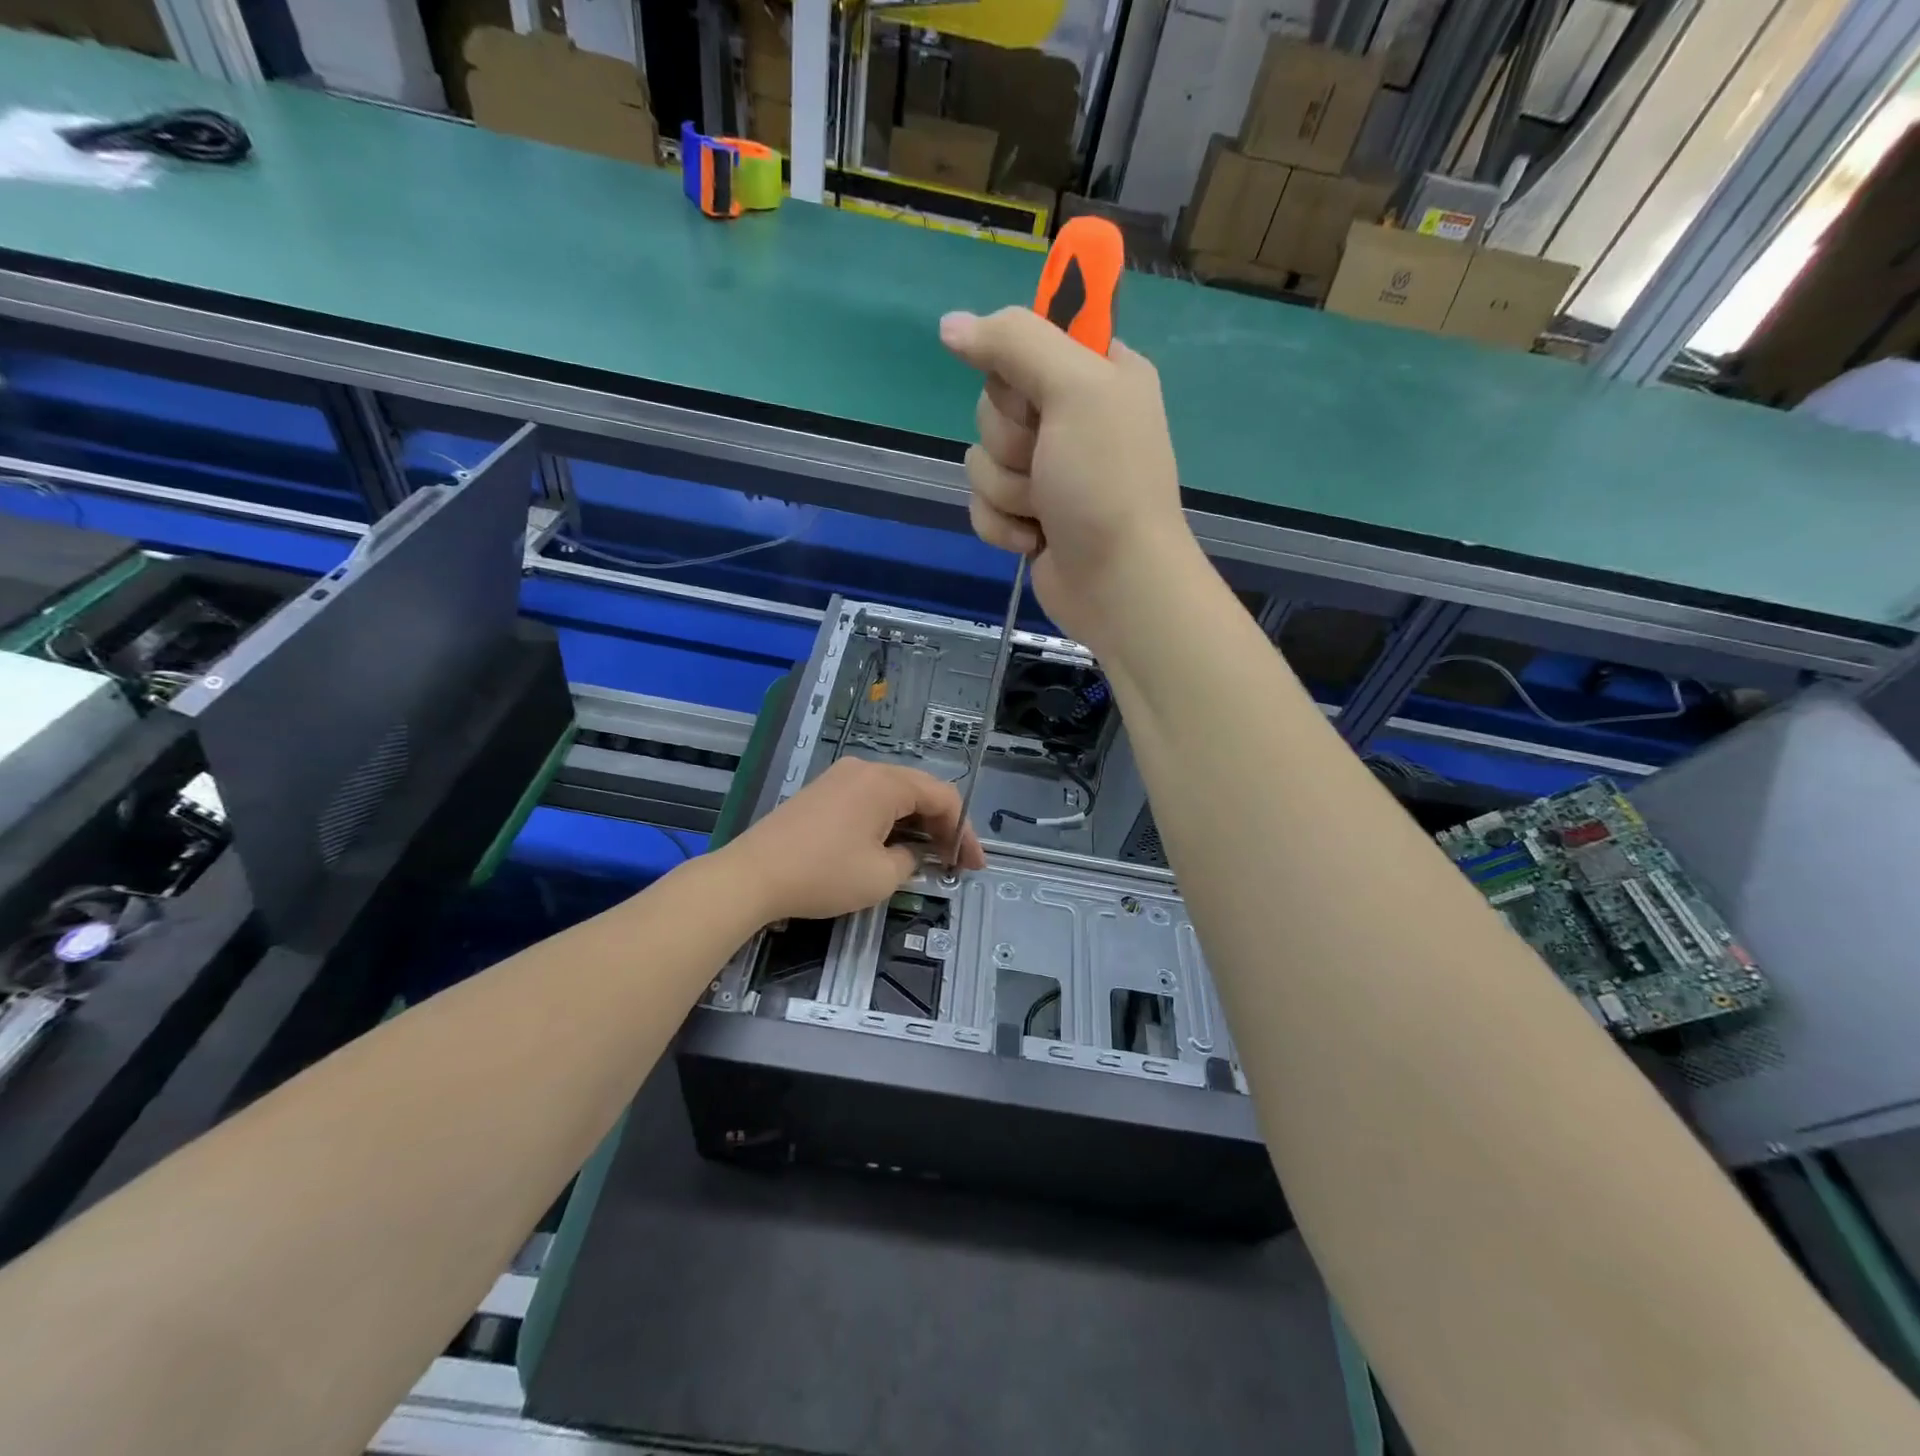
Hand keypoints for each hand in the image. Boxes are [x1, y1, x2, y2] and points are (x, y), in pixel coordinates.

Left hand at [723, 758, 985, 922]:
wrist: (752, 875)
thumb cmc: (823, 874)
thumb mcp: (881, 877)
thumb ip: (912, 860)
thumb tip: (913, 853)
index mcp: (886, 782)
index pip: (943, 797)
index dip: (964, 832)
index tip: (972, 866)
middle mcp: (866, 769)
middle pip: (920, 790)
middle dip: (942, 826)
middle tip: (955, 862)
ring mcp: (841, 777)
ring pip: (895, 794)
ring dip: (916, 823)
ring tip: (927, 857)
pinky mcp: (823, 791)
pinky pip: (869, 798)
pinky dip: (889, 820)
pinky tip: (890, 844)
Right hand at [939, 307, 1190, 647]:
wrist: (1117, 584)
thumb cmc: (1106, 483)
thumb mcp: (1074, 391)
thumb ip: (1014, 343)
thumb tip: (950, 325)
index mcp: (1097, 372)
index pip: (1026, 339)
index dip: (1016, 369)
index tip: (1034, 395)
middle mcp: (1072, 416)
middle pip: (993, 402)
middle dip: (1011, 441)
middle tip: (1048, 461)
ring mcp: (1048, 469)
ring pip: (981, 457)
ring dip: (1007, 489)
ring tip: (1046, 509)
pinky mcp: (1026, 514)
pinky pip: (981, 502)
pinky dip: (1001, 524)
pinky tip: (1034, 539)